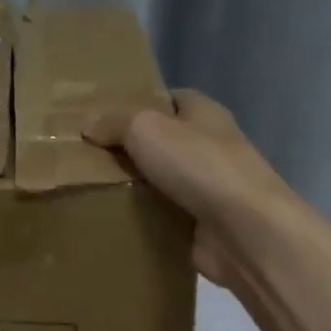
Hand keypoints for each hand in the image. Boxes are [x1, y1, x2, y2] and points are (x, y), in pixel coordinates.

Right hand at [85, 89, 298, 291]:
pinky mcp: (201, 223)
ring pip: (160, 180)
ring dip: (132, 185)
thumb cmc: (200, 166)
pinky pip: (163, 215)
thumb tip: (88, 123)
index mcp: (204, 113)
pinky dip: (142, 218)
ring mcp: (208, 187)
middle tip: (85, 156)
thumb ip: (115, 122)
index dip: (136, 103)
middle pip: (161, 141)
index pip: (168, 99)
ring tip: (88, 188)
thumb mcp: (147, 129)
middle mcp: (209, 146)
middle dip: (127, 148)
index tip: (99, 117)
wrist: (245, 231)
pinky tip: (112, 219)